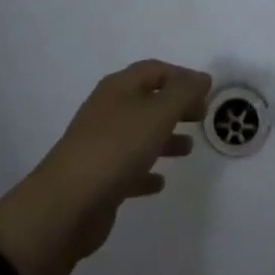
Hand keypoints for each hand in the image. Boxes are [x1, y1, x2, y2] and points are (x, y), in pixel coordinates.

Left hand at [0, 59, 211, 274]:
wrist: (67, 205)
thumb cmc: (116, 148)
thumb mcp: (157, 113)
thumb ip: (183, 93)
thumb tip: (202, 78)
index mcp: (119, 88)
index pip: (154, 69)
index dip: (181, 76)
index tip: (206, 91)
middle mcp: (108, 110)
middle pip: (148, 100)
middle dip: (176, 106)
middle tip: (201, 116)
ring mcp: (101, 145)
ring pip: (139, 134)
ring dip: (165, 138)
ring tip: (188, 149)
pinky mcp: (99, 178)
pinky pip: (129, 168)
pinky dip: (146, 170)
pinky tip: (160, 182)